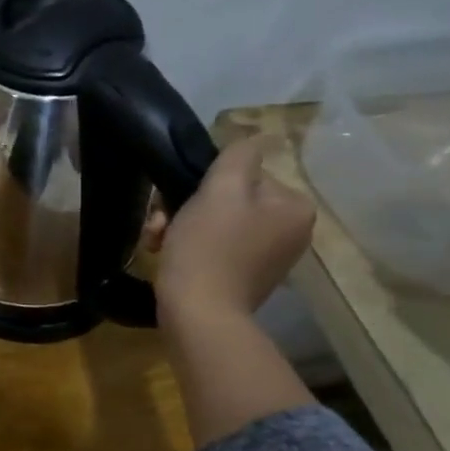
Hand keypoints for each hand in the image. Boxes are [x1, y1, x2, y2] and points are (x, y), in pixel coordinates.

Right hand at [151, 136, 315, 320]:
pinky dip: (187, 246)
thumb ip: (238, 157)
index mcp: (293, 207)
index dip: (203, 183)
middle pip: (228, 198)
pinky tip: (164, 253)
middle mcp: (289, 231)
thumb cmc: (208, 247)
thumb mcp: (220, 191)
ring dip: (179, 224)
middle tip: (159, 222)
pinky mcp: (243, 276)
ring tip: (156, 241)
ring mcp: (267, 256)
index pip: (244, 175)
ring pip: (214, 221)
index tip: (173, 200)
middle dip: (185, 207)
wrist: (198, 312)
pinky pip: (213, 246)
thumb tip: (255, 138)